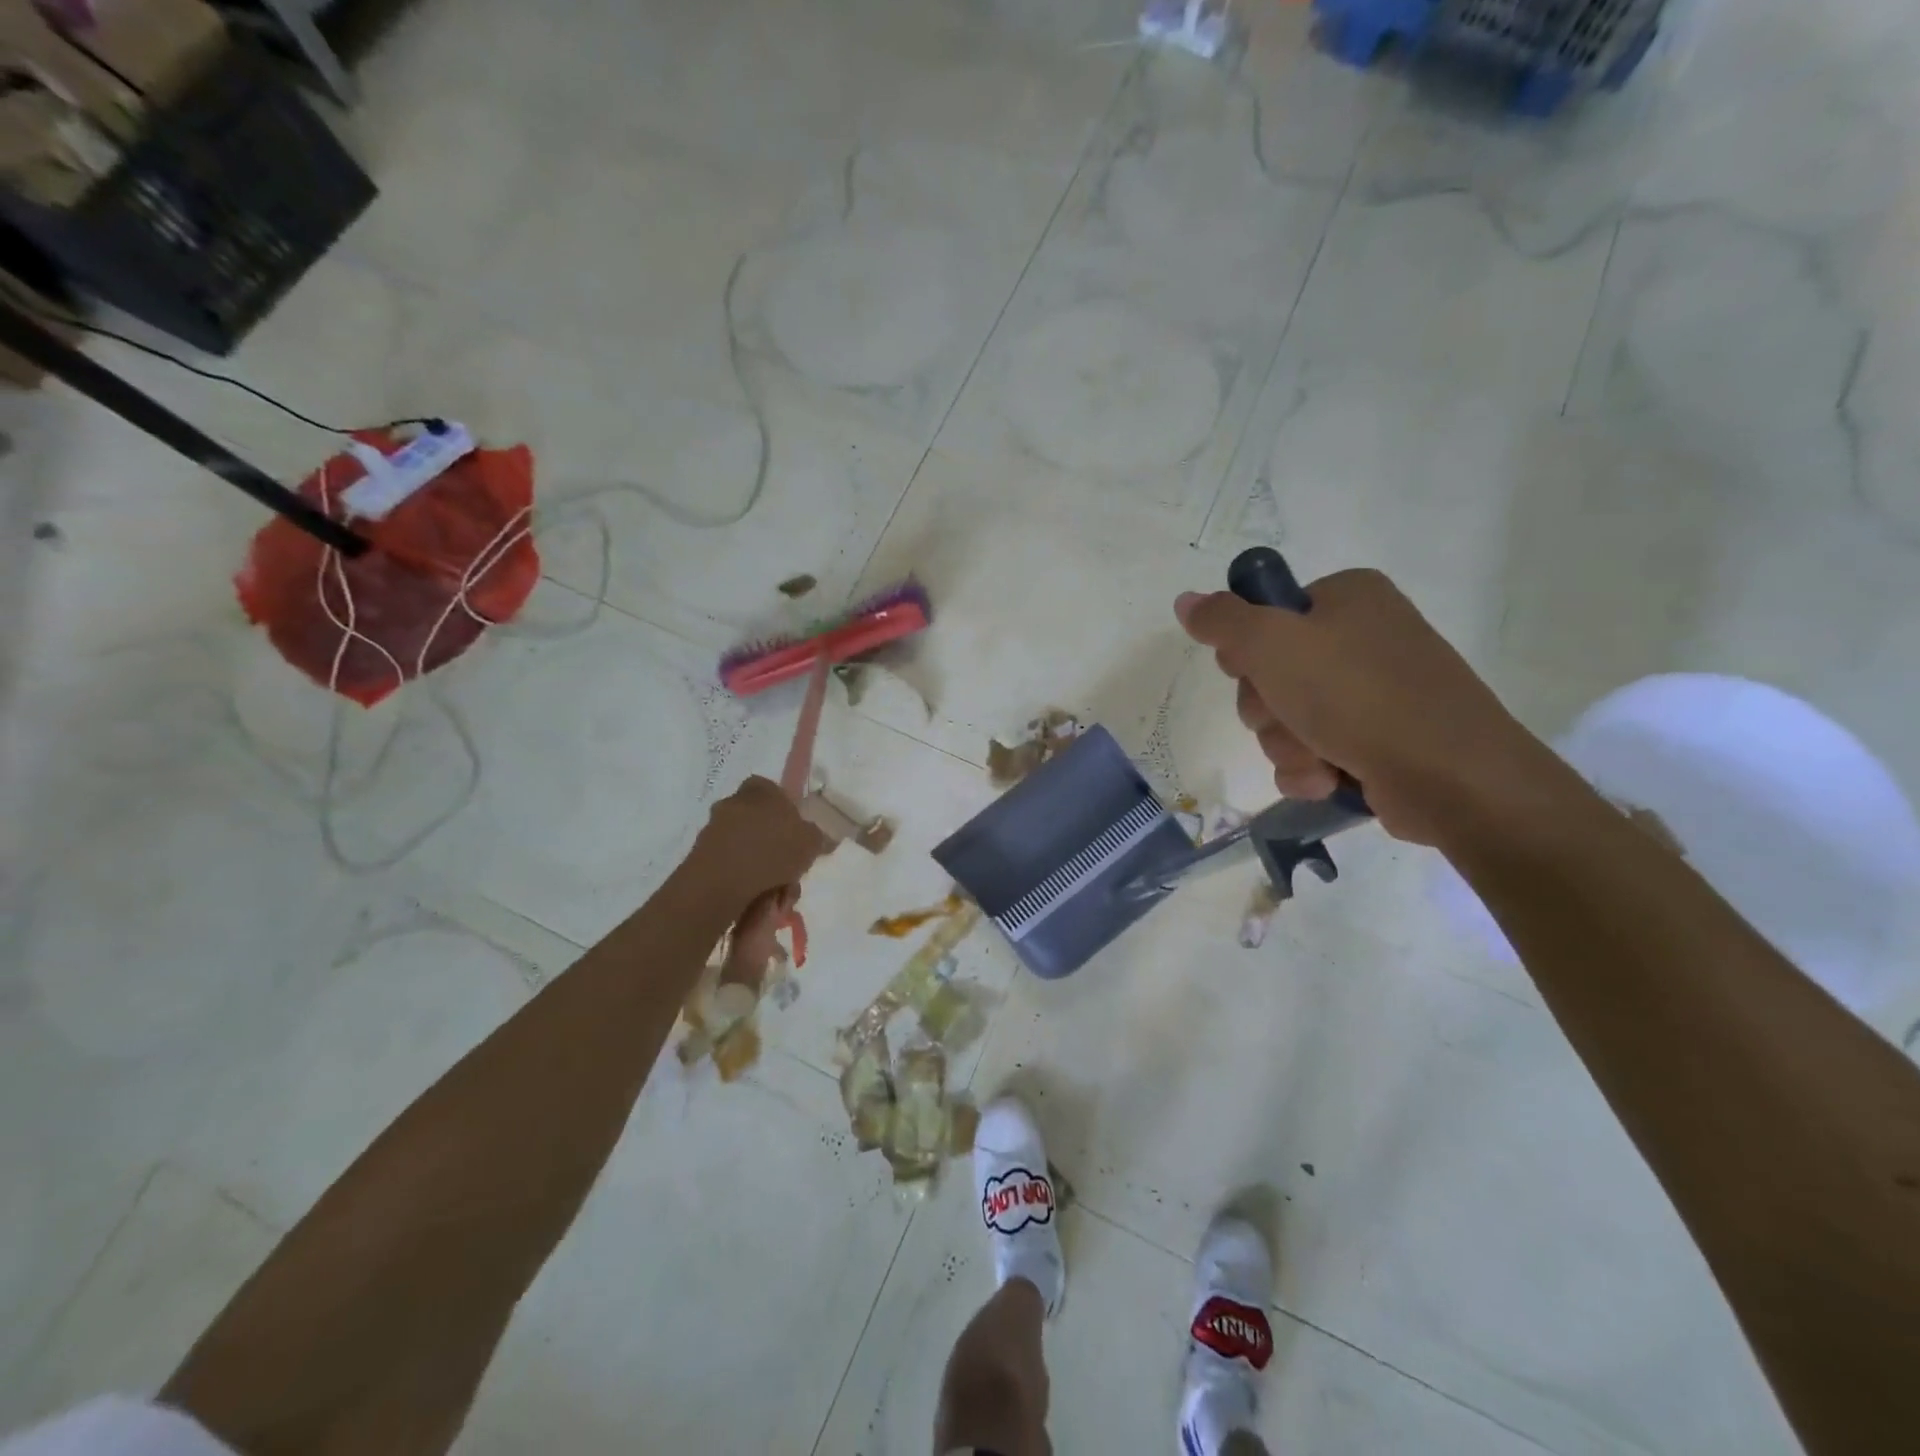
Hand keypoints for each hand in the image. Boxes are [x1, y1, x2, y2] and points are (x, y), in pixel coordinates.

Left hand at [688, 776, 832, 911]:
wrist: (721, 881)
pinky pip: (731, 866)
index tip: (795, 834)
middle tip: (790, 870)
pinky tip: (758, 900)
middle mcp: (733, 802)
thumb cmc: (772, 850)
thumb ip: (815, 837)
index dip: (786, 811)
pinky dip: (744, 881)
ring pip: (746, 848)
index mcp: (759, 789)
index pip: (772, 790)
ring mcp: (713, 829)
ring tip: (778, 895)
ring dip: (762, 869)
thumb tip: (813, 838)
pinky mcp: (700, 856)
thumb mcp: (811, 842)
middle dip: (775, 847)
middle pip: (759, 822)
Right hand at [1174, 569, 1558, 846]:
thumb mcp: (1273, 645)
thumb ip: (1222, 620)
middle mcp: (1362, 637)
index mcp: (1347, 598)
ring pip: (1287, 719)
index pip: (1265, 616)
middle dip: (1268, 710)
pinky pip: (1313, 751)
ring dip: (1286, 745)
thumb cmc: (1358, 696)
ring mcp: (1374, 691)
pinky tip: (1326, 779)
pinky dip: (1310, 768)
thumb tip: (1185, 600)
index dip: (1247, 650)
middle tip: (1287, 718)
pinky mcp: (1379, 740)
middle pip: (1270, 673)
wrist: (1451, 777)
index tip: (1251, 671)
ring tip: (1317, 758)